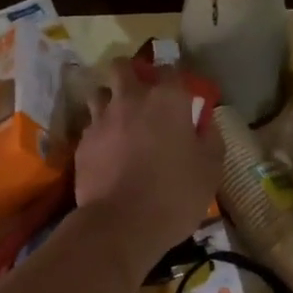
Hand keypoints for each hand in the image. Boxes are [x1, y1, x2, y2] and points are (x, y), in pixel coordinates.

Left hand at [74, 60, 223, 276]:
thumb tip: (205, 123)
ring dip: (109, 99)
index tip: (180, 96)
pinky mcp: (82, 142)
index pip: (171, 70)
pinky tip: (106, 150)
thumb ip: (210, 138)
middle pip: (123, 67)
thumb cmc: (174, 194)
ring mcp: (101, 119)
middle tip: (141, 93)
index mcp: (167, 100)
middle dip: (130, 73)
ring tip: (119, 120)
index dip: (175, 80)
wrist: (121, 224)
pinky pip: (90, 125)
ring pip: (99, 92)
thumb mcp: (210, 169)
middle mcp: (131, 99)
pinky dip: (99, 131)